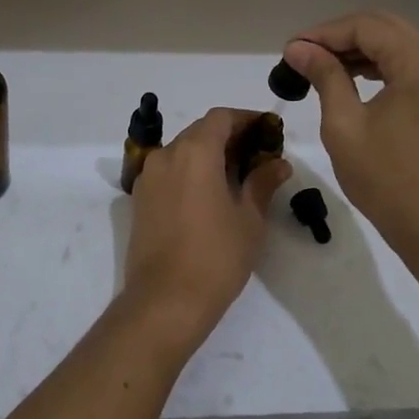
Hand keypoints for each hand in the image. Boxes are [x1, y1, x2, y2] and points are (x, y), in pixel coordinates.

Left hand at [120, 108, 291, 353]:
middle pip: (200, 131)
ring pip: (182, 150)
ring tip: (238, 175)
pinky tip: (211, 193)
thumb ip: (263, 182)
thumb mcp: (249, 219)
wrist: (165, 300)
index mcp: (194, 152)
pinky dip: (190, 171)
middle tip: (258, 154)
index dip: (246, 119)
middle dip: (229, 136)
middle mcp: (166, 155)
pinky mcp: (140, 199)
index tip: (268, 130)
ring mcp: (148, 177)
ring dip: (209, 154)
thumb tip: (278, 162)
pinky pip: (169, 171)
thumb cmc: (216, 256)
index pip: (221, 118)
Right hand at [284, 13, 418, 269]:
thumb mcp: (344, 125)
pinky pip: (411, 64)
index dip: (325, 33)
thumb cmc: (386, 180)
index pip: (367, 27)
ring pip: (399, 44)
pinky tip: (352, 77)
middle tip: (302, 54)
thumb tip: (298, 48)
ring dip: (360, 49)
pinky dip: (380, 65)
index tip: (291, 49)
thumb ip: (324, 76)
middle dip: (341, 36)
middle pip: (385, 28)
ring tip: (320, 66)